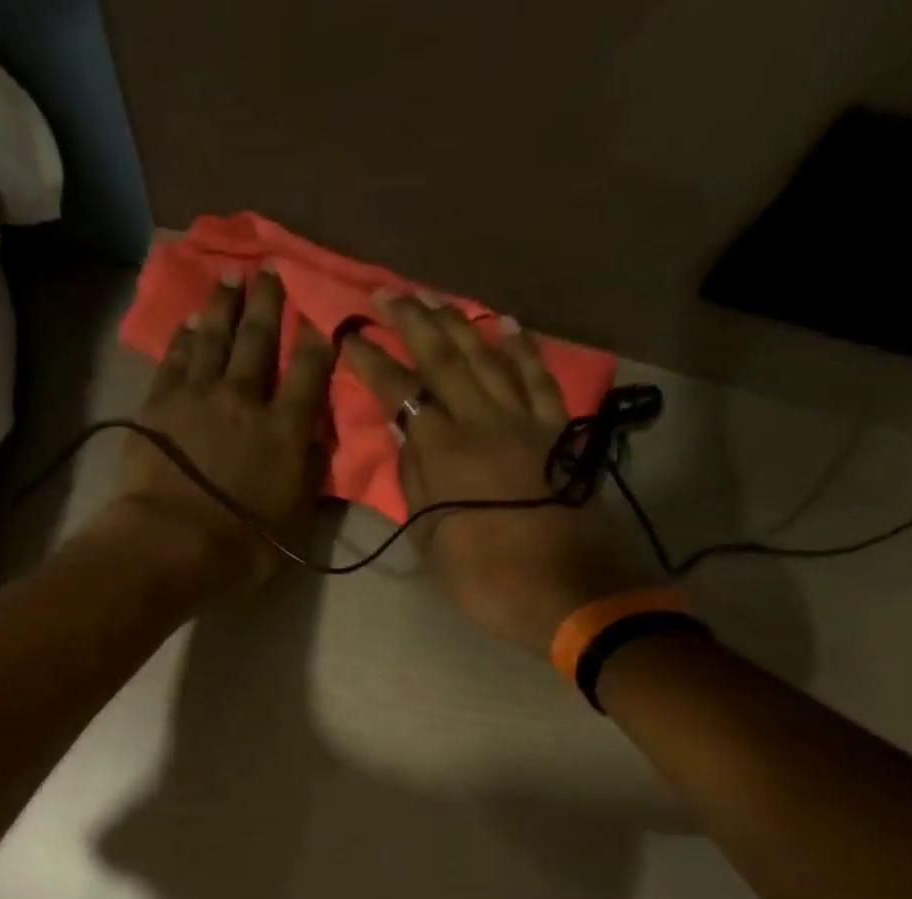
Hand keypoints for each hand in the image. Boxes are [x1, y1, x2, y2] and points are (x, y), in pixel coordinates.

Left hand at [108, 267, 334, 597]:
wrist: (171, 544)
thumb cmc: (241, 546)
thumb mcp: (295, 520)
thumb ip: (310, 473)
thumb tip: (318, 438)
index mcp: (285, 429)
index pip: (309, 371)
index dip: (318, 339)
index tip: (322, 315)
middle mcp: (245, 398)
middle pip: (259, 339)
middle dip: (268, 303)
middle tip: (271, 272)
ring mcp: (198, 394)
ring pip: (214, 336)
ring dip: (224, 304)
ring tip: (230, 277)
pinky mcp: (160, 403)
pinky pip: (175, 358)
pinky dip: (184, 336)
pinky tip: (189, 321)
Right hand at [342, 292, 638, 655]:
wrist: (563, 591)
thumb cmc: (484, 577)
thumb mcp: (431, 539)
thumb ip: (415, 481)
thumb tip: (405, 434)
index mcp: (443, 451)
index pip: (400, 392)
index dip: (371, 361)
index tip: (349, 335)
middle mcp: (482, 420)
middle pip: (444, 357)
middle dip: (412, 321)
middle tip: (387, 294)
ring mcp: (524, 420)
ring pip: (487, 357)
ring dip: (458, 323)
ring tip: (434, 299)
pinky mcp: (556, 430)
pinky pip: (538, 377)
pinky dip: (521, 348)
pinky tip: (505, 325)